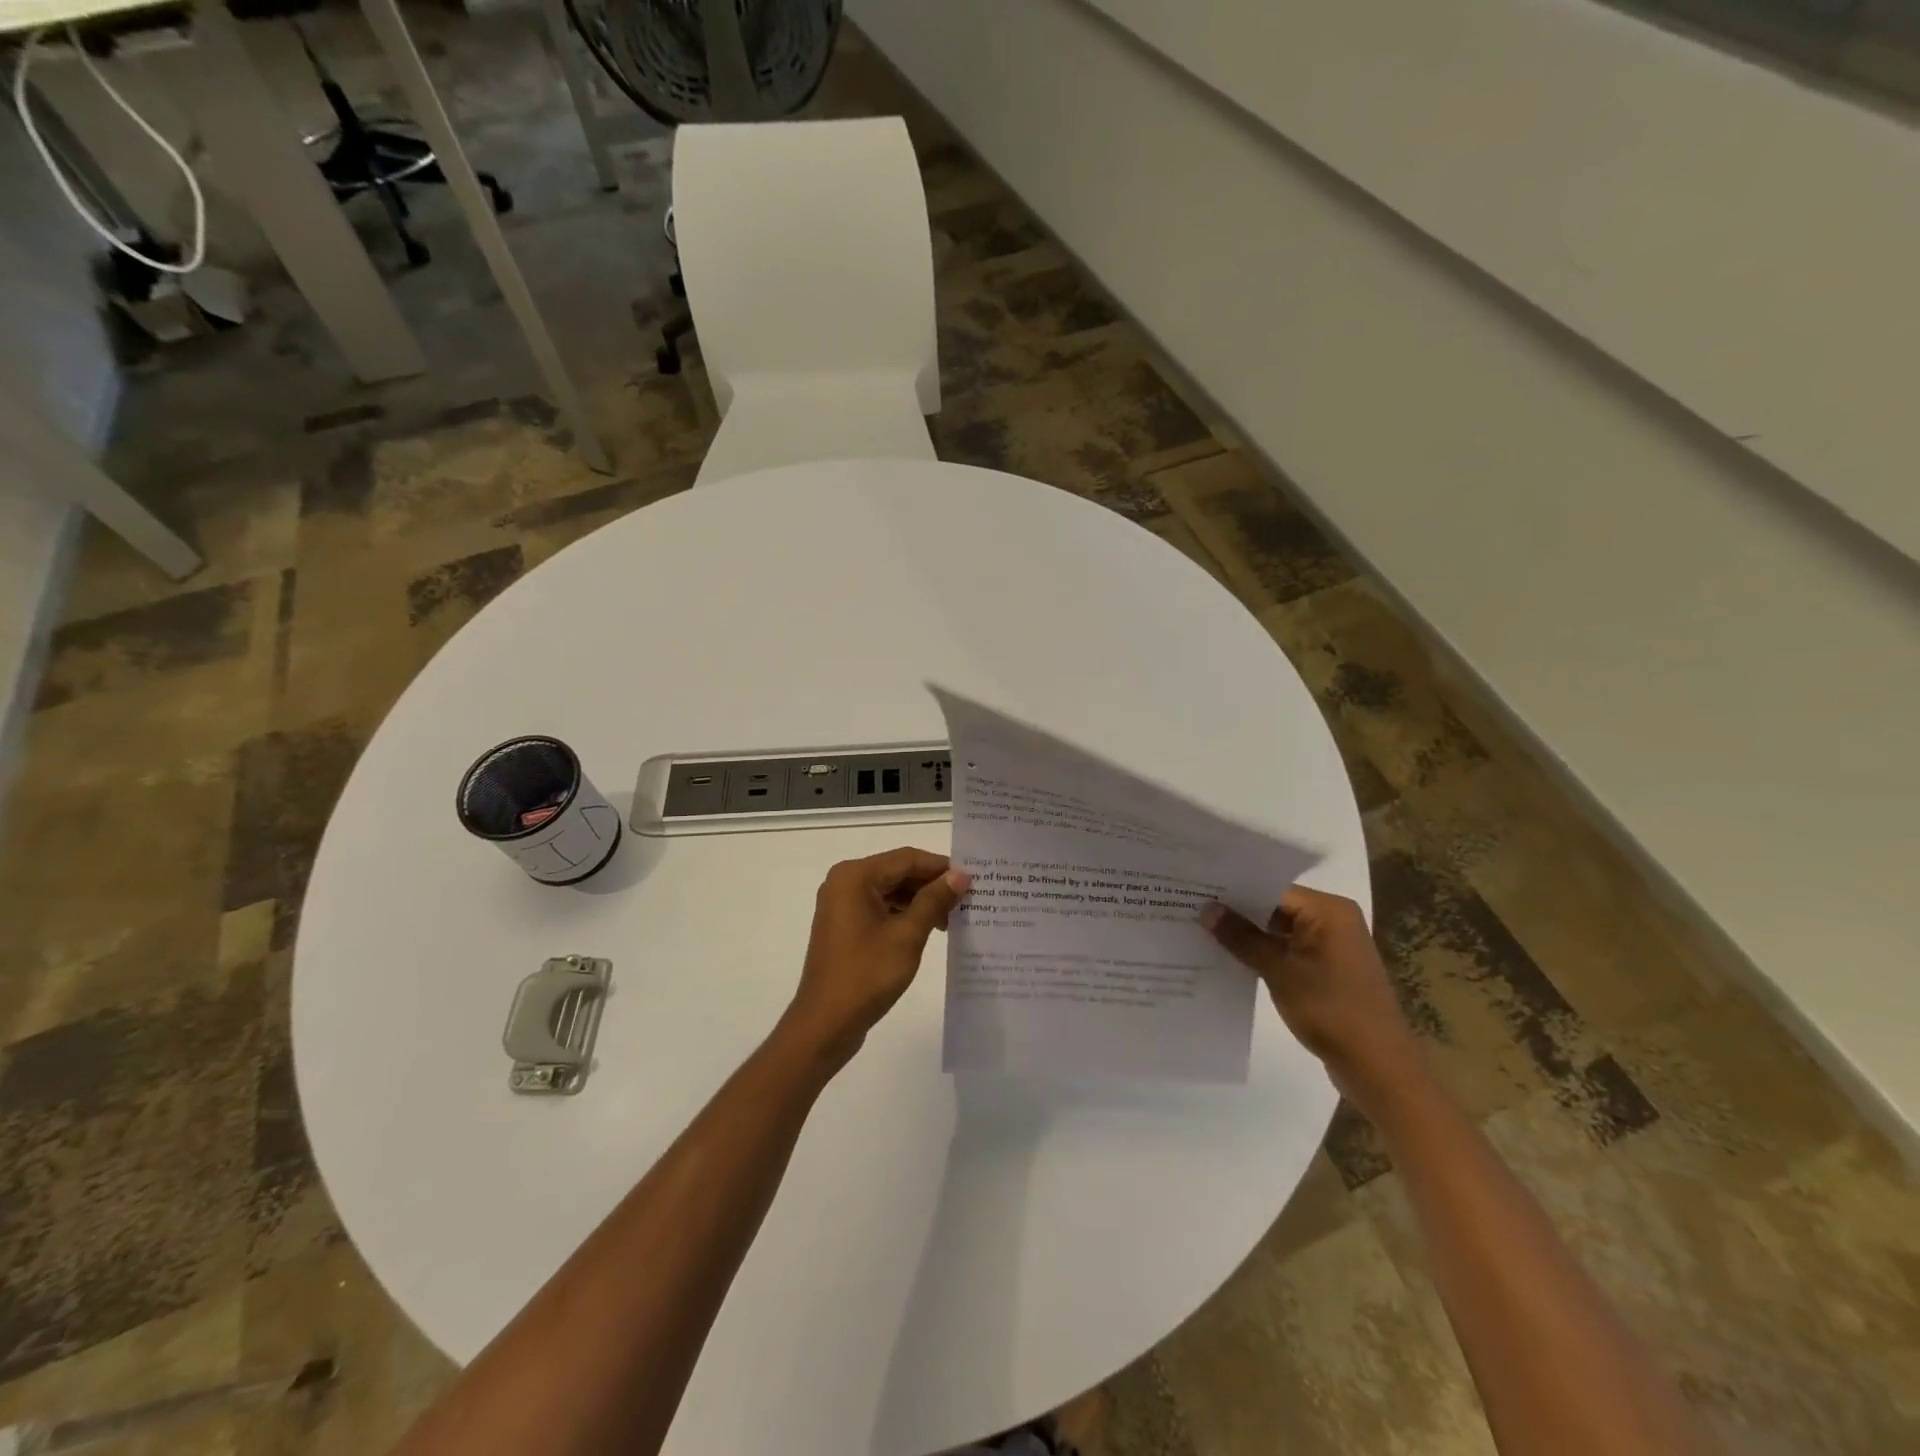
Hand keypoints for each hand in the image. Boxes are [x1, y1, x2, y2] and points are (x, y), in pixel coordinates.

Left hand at [780, 848, 970, 1073]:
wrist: (825, 1024)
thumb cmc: (866, 975)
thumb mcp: (907, 935)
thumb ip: (934, 900)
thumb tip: (961, 876)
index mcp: (855, 876)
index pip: (907, 859)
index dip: (941, 867)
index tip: (973, 880)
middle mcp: (845, 882)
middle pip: (898, 872)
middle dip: (932, 885)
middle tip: (968, 900)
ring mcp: (842, 905)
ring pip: (891, 891)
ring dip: (921, 901)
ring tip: (954, 918)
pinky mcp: (845, 927)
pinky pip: (881, 909)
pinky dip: (905, 915)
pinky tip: (930, 929)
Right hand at [1202, 885, 1420, 1115]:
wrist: (1378, 1067)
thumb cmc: (1331, 1010)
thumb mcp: (1279, 971)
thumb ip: (1241, 938)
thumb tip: (1206, 909)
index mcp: (1328, 910)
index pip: (1271, 888)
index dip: (1233, 890)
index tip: (1194, 890)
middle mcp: (1333, 920)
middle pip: (1275, 906)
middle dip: (1237, 912)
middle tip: (1191, 908)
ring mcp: (1332, 946)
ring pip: (1279, 929)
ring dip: (1248, 934)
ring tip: (1202, 930)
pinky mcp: (1328, 969)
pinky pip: (1288, 950)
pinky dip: (1264, 953)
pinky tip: (1230, 957)